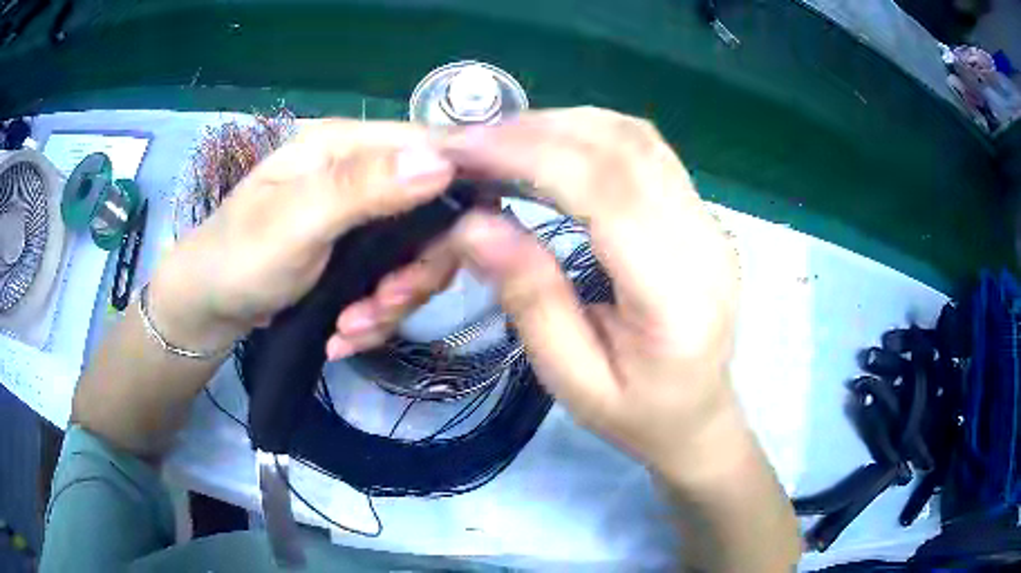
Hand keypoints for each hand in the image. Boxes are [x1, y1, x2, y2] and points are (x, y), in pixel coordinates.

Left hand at [149, 120, 456, 353]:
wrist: (209, 306)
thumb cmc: (238, 257)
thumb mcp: (293, 223)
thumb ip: (361, 188)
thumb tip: (442, 163)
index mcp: (347, 145)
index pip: (433, 145)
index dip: (463, 186)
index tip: (474, 242)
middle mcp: (363, 172)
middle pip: (434, 210)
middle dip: (416, 270)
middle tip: (385, 306)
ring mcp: (362, 215)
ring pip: (416, 255)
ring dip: (392, 302)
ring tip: (351, 331)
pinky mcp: (358, 252)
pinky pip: (393, 280)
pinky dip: (377, 314)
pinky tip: (345, 335)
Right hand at [337, 108, 743, 480]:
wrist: (700, 417)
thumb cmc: (639, 416)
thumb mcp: (574, 381)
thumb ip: (531, 299)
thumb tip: (472, 224)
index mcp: (677, 297)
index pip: (607, 192)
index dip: (531, 156)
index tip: (465, 149)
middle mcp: (705, 243)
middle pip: (625, 149)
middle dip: (538, 130)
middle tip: (471, 141)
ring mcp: (709, 222)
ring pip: (637, 138)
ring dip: (563, 124)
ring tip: (502, 140)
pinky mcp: (700, 213)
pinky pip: (646, 150)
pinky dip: (590, 133)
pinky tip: (550, 145)